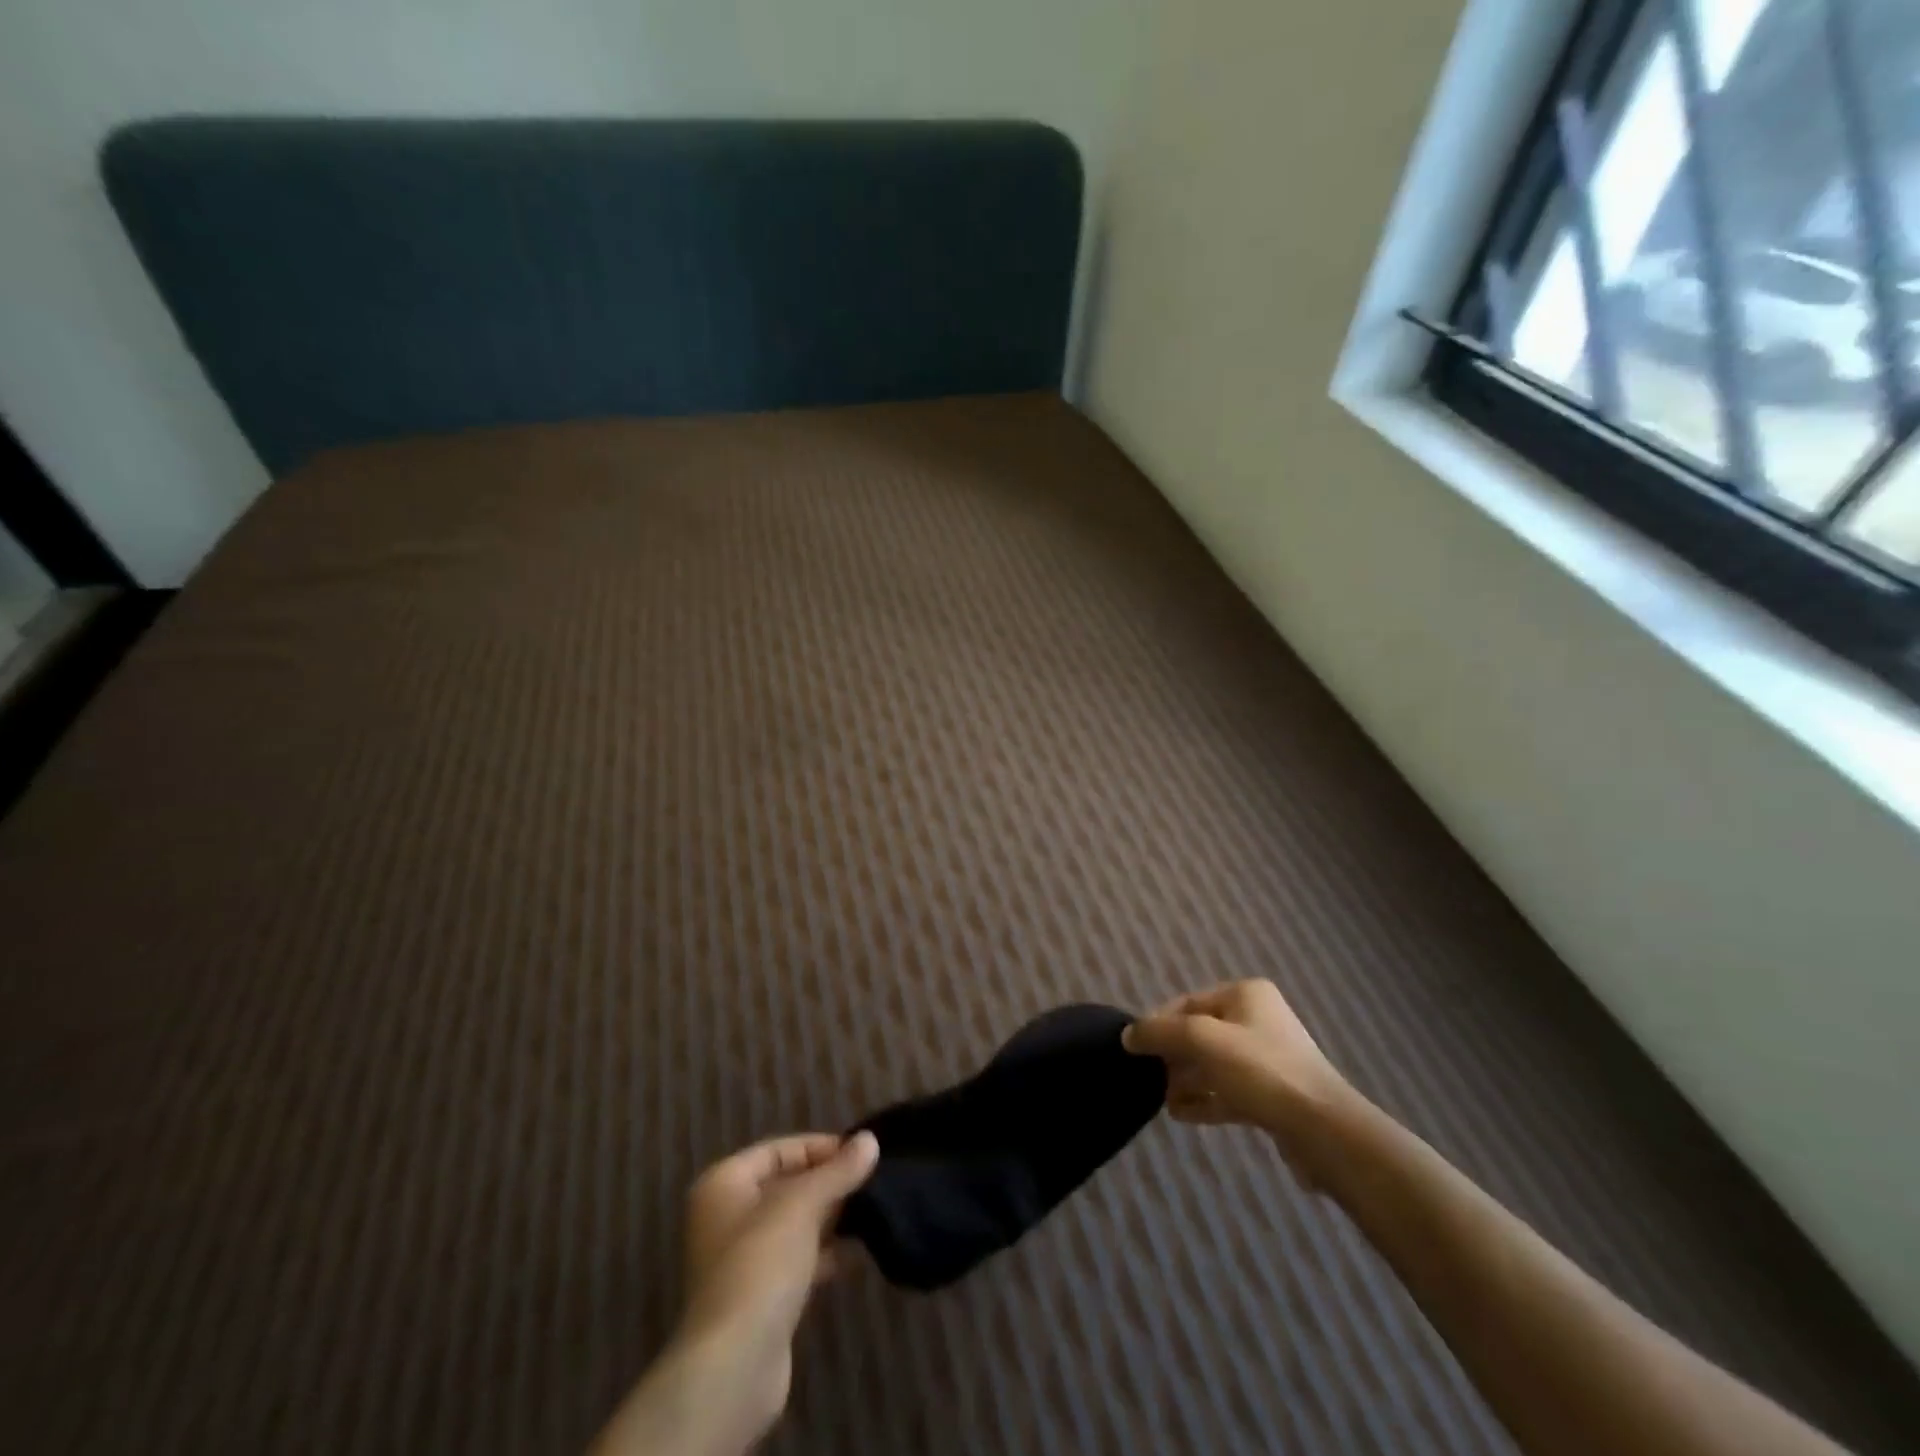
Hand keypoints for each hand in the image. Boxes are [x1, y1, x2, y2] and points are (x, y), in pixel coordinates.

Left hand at [592, 1133, 878, 1455]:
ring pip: (793, 1224)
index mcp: (723, 1185)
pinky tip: (859, 1252)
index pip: (777, 1150)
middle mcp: (725, 1217)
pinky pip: (796, 1259)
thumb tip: (870, 1140)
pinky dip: (824, 1253)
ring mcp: (740, 1260)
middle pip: (785, 1186)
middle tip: (871, 1179)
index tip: (860, 1153)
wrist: (735, 1365)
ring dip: (830, 1218)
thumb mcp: (803, 1205)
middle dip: (827, 1182)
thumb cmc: (760, 1264)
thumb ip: (838, 1171)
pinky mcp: (759, 1297)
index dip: (818, 1147)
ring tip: (873, 1211)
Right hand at [1123, 981, 1350, 1170]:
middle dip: (1172, 1055)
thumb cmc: (1261, 1070)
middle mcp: (1257, 1020)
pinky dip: (1203, 1099)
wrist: (1323, 1130)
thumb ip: (1160, 1033)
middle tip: (1148, 1077)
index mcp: (1245, 995)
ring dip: (1185, 1080)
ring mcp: (1267, 1059)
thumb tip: (1127, 1035)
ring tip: (1160, 1099)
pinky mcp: (1272, 1096)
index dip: (1158, 1023)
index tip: (1135, 1048)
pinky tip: (1179, 1114)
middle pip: (1199, 1033)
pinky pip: (1227, 1091)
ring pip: (1213, 1064)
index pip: (1187, 1002)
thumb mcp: (1202, 1040)